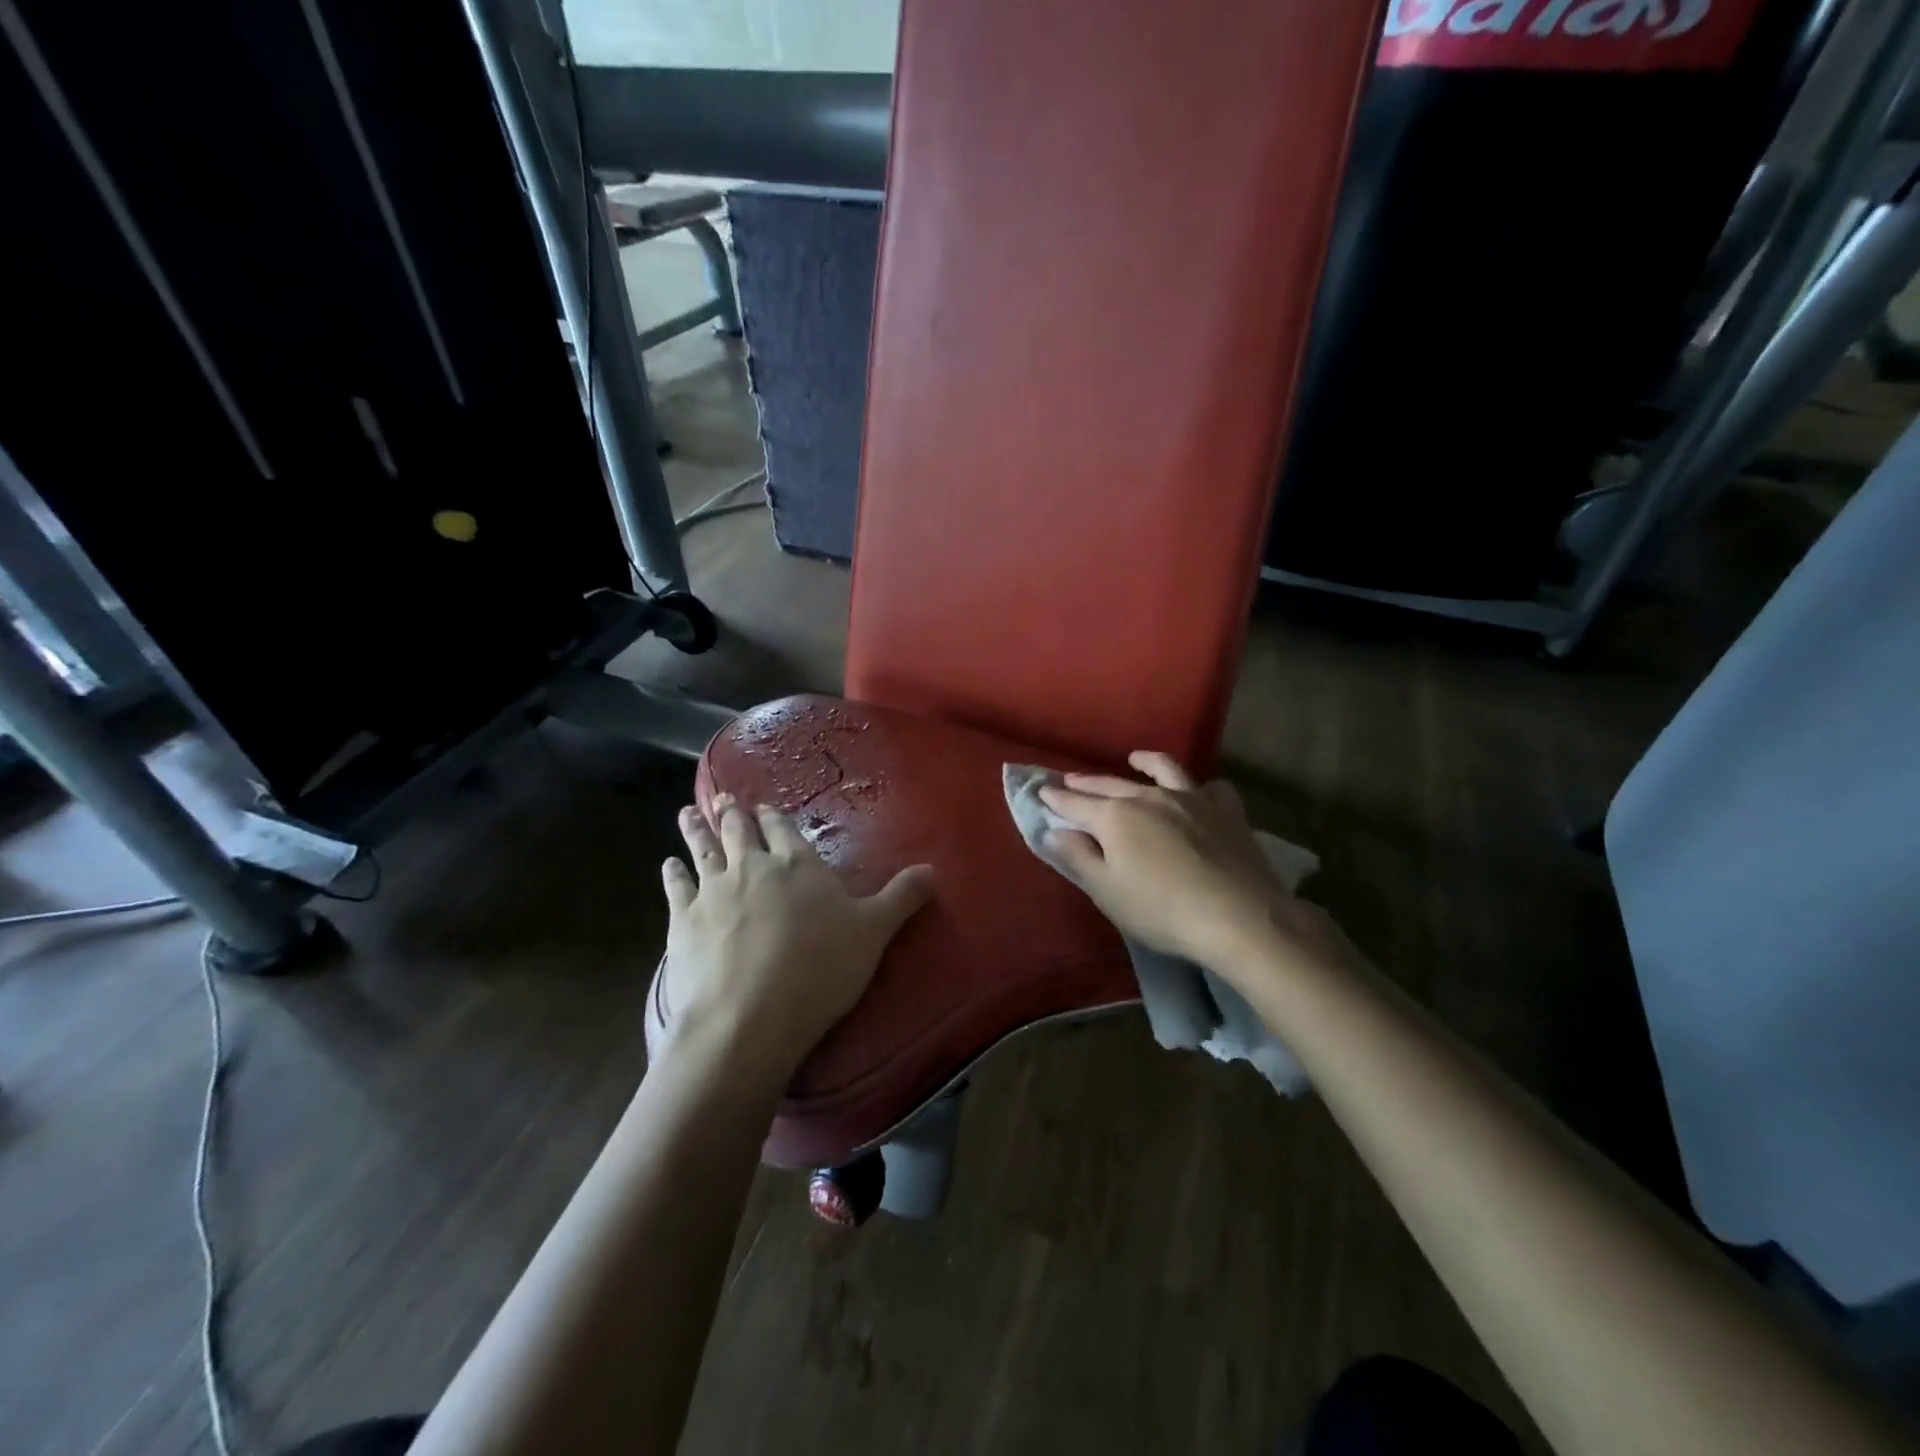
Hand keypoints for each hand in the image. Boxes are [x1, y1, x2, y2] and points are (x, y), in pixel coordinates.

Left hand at [657, 793, 932, 1080]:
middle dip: (732, 813)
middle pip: (739, 832)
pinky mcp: (682, 921)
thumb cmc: (819, 970)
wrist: (749, 1017)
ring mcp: (713, 891)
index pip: (783, 829)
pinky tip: (668, 865)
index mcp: (797, 865)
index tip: (762, 806)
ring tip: (688, 812)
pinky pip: (675, 887)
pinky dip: (672, 873)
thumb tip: (933, 869)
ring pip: (703, 850)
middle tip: (721, 797)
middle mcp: (752, 867)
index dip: (773, 817)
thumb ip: (901, 898)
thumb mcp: (874, 932)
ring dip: (697, 829)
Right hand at [1040, 752, 1352, 982]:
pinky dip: (1200, 788)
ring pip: (1164, 770)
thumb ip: (1079, 857)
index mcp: (1115, 817)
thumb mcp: (1107, 892)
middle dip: (1087, 782)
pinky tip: (1199, 792)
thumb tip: (1055, 830)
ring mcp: (1192, 800)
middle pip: (1111, 784)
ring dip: (1145, 762)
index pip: (1075, 803)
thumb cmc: (1162, 911)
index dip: (1056, 798)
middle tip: (1070, 779)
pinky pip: (1212, 789)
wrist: (1239, 917)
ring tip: (1135, 758)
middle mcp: (1149, 798)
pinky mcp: (1227, 812)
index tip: (1041, 791)